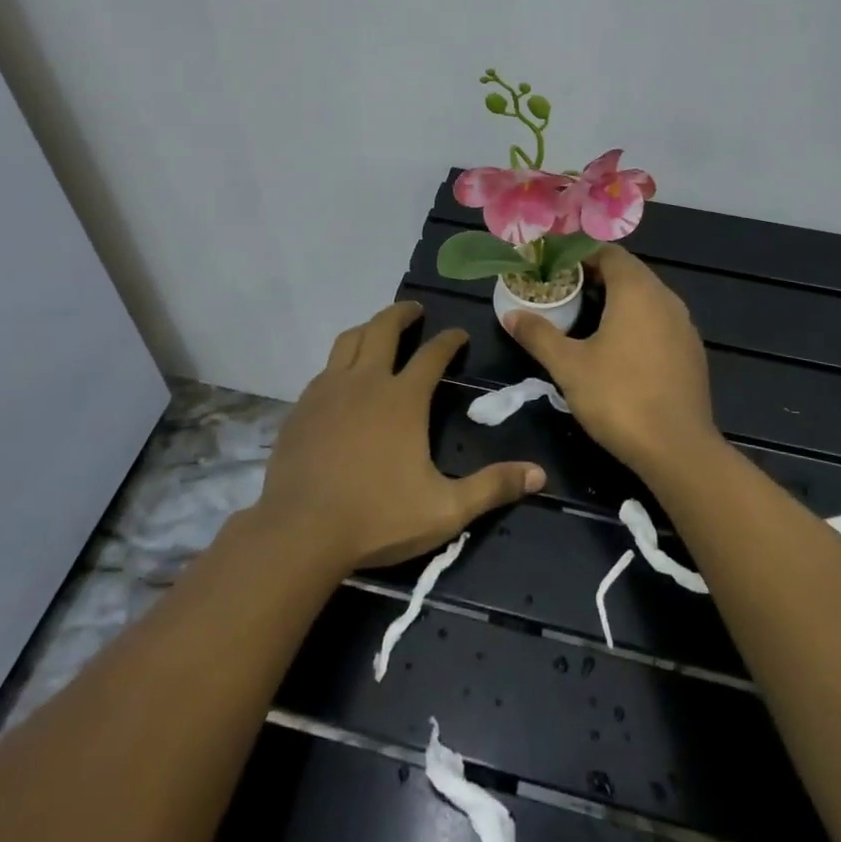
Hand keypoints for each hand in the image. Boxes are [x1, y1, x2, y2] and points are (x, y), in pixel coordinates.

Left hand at [253, 300, 546, 571]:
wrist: (300, 531)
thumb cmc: (377, 517)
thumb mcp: (445, 509)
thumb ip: (492, 487)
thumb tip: (539, 475)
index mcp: (403, 398)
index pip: (432, 354)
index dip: (449, 340)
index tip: (459, 334)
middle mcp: (366, 382)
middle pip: (384, 328)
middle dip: (402, 314)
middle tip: (415, 310)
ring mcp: (329, 390)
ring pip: (349, 340)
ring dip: (369, 327)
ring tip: (378, 329)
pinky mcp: (302, 407)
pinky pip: (325, 368)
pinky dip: (341, 360)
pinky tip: (344, 376)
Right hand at [503, 246, 722, 479]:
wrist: (678, 449)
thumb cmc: (619, 398)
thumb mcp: (569, 366)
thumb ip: (539, 335)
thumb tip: (511, 315)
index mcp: (637, 291)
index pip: (608, 252)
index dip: (579, 254)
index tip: (553, 267)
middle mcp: (666, 298)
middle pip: (629, 272)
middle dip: (595, 276)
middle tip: (563, 290)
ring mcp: (684, 325)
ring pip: (646, 297)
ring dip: (617, 299)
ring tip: (585, 317)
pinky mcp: (692, 351)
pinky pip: (660, 321)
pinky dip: (637, 321)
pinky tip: (618, 347)